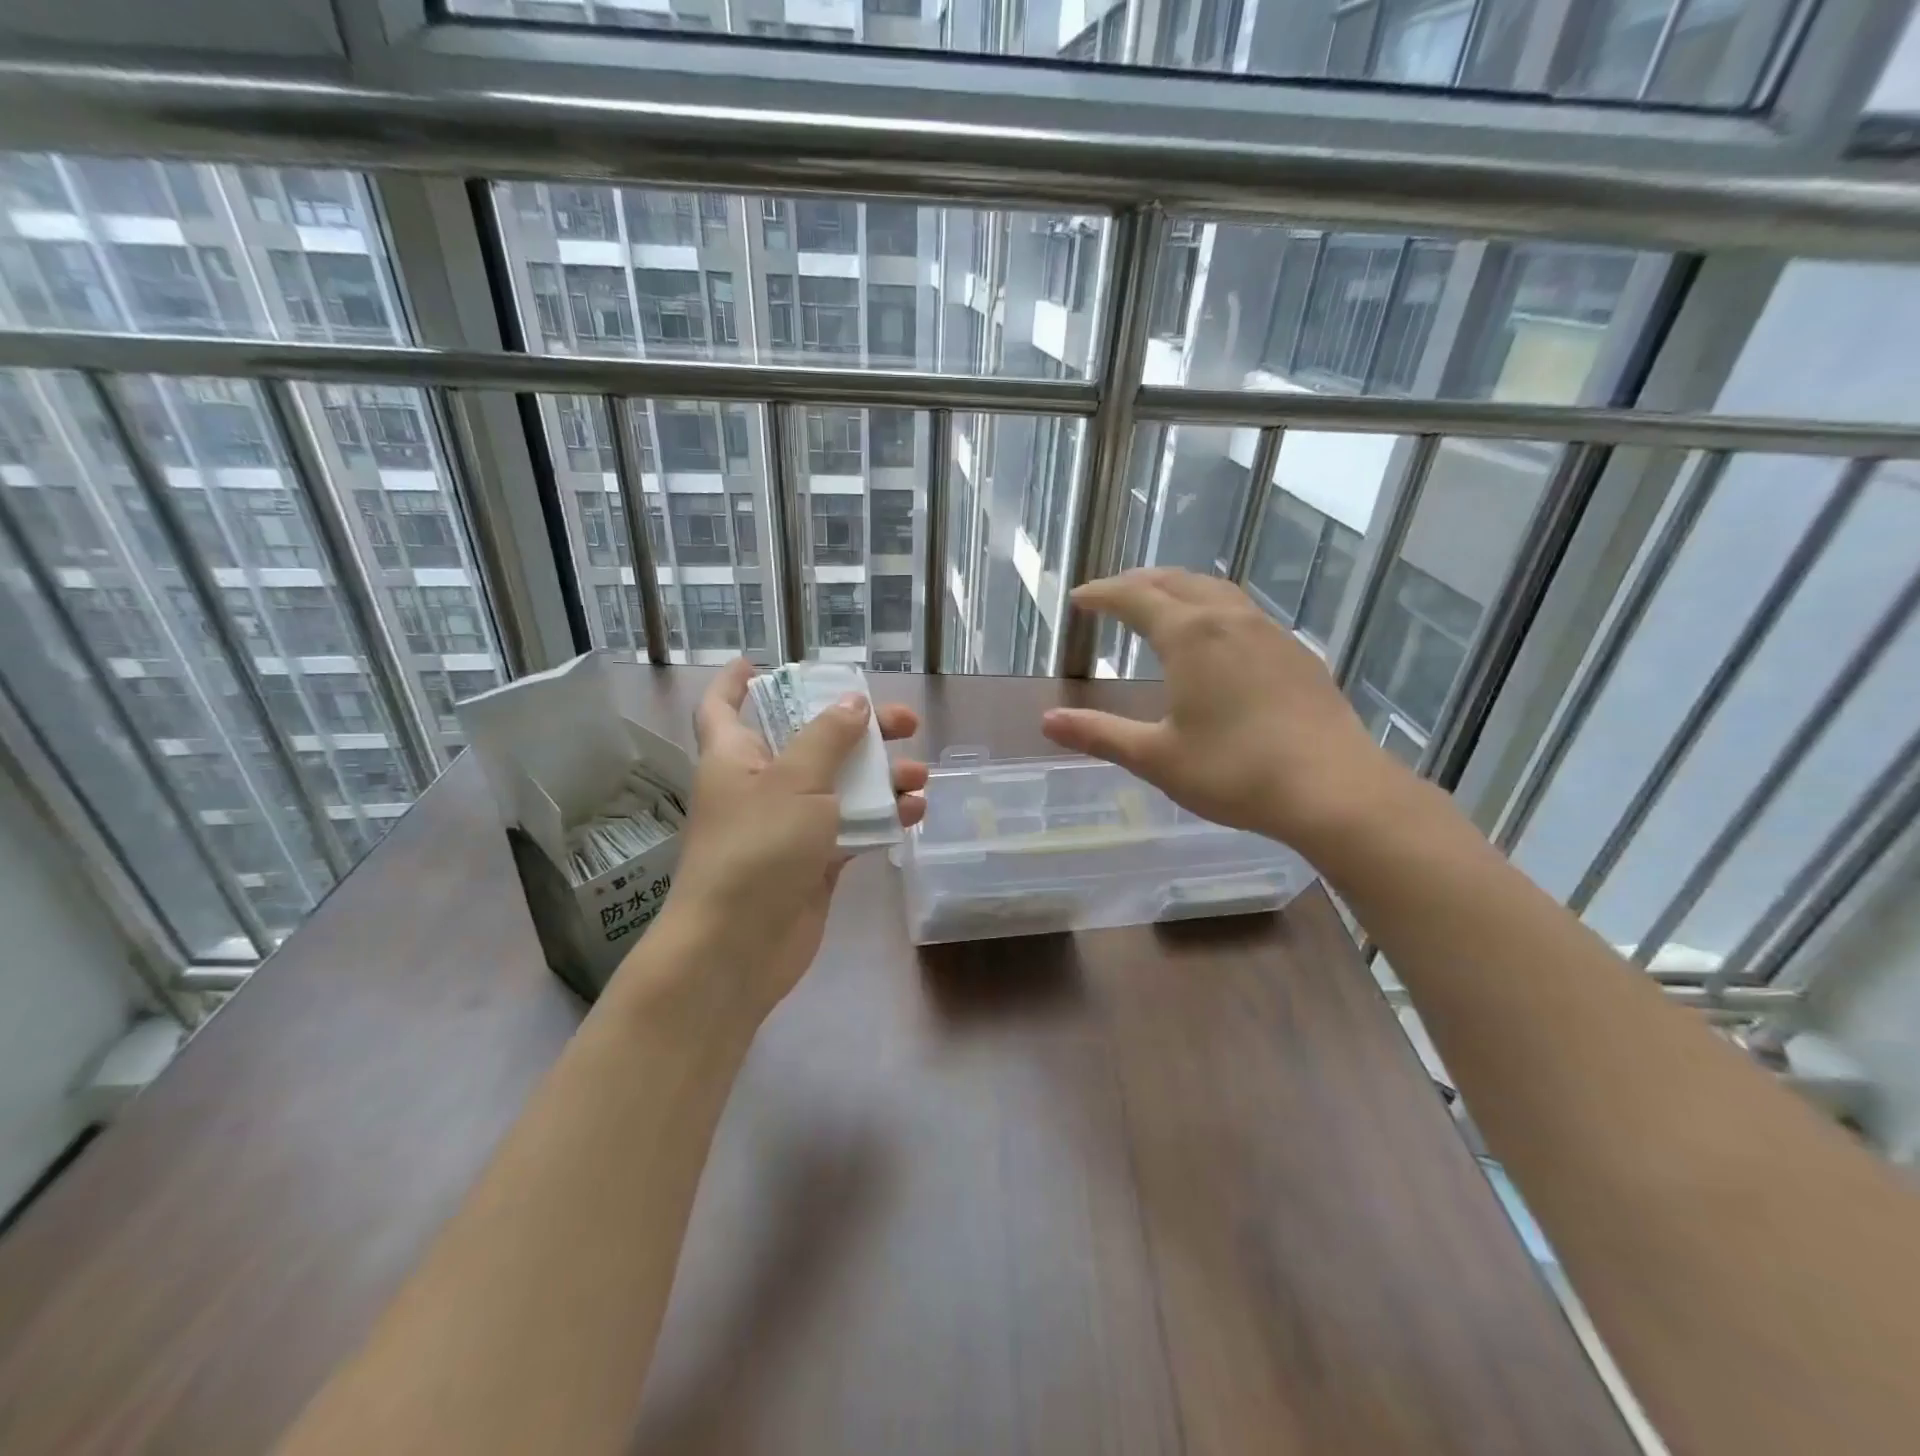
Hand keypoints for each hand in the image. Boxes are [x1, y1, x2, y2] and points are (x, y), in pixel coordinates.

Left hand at [634, 658, 926, 1018]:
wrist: (739, 946)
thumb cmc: (757, 849)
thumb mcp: (794, 781)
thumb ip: (827, 738)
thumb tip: (853, 703)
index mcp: (735, 756)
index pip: (724, 706)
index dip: (736, 682)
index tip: (759, 663)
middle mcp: (760, 785)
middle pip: (809, 741)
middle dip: (855, 727)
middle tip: (903, 721)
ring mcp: (788, 825)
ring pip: (839, 786)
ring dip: (879, 776)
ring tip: (919, 773)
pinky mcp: (814, 861)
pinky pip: (852, 827)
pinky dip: (881, 818)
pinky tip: (914, 812)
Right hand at [1042, 569, 1407, 852]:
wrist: (1335, 789)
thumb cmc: (1235, 772)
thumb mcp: (1156, 757)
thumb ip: (1099, 735)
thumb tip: (1047, 721)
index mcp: (1190, 635)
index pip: (1135, 597)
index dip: (1102, 595)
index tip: (1080, 599)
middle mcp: (1230, 619)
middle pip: (1177, 581)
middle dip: (1139, 582)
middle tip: (1114, 595)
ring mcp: (1270, 632)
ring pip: (1216, 591)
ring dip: (1180, 589)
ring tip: (1161, 604)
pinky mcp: (1297, 653)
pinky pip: (1244, 612)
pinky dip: (1213, 609)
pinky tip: (1216, 638)